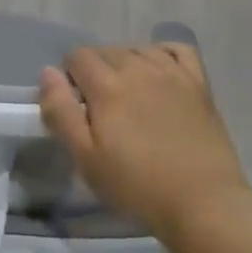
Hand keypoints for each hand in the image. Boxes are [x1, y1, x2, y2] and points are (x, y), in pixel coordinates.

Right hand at [38, 45, 251, 242]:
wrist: (203, 204)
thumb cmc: (137, 187)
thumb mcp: (86, 159)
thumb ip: (61, 112)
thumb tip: (47, 72)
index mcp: (107, 86)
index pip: (78, 56)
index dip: (70, 77)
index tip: (77, 106)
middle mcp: (138, 68)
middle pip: (106, 50)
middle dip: (95, 70)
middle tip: (100, 108)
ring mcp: (172, 73)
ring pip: (138, 48)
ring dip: (126, 62)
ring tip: (128, 93)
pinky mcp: (199, 84)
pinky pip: (178, 50)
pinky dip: (162, 53)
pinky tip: (159, 72)